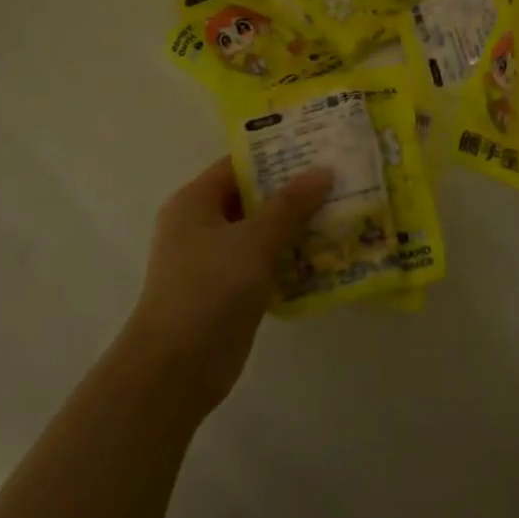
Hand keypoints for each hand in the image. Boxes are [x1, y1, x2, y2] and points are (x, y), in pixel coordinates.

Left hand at [129, 157, 331, 415]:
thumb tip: (323, 171)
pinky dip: (290, 257)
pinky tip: (328, 255)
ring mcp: (215, 260)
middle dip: (295, 190)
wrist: (175, 370)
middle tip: (340, 179)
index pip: (240, 164)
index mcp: (196, 202)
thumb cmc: (208, 290)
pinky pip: (265, 262)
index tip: (319, 147)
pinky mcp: (229, 290)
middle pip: (253, 197)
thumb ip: (290, 205)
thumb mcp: (254, 240)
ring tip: (343, 211)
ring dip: (297, 225)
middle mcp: (202, 225)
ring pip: (262, 231)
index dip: (278, 154)